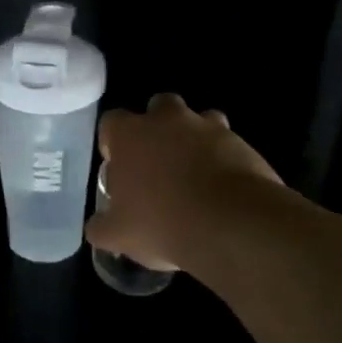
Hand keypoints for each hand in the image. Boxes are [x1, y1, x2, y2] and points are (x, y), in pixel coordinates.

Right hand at [86, 94, 282, 271]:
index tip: (119, 164)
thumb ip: (101, 226)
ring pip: (199, 120)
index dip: (113, 141)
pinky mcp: (244, 144)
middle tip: (158, 162)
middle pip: (158, 107)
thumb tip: (97, 226)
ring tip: (195, 173)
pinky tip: (223, 190)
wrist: (232, 226)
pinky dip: (225, 159)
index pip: (112, 122)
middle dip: (158, 128)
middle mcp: (167, 120)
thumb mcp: (117, 235)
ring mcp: (209, 128)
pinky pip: (229, 144)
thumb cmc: (161, 223)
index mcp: (130, 134)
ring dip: (195, 139)